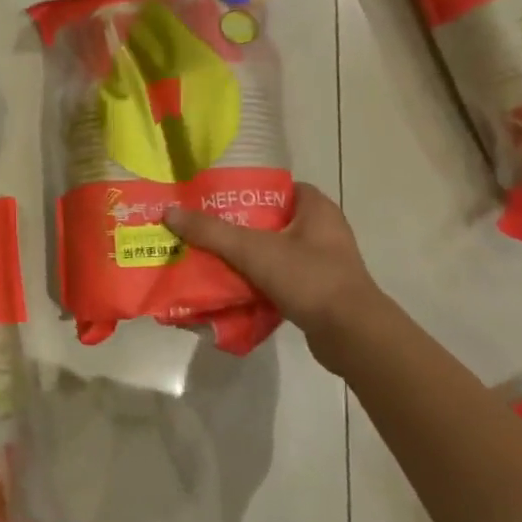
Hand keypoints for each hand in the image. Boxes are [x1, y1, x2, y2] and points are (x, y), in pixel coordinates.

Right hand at [166, 183, 382, 353]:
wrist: (352, 335)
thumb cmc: (308, 278)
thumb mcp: (253, 250)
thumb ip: (211, 232)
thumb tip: (169, 213)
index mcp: (316, 208)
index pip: (276, 187)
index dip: (245, 191)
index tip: (213, 199)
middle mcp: (323, 230)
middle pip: (270, 221)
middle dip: (237, 226)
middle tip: (203, 230)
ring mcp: (323, 262)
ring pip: (273, 251)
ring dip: (245, 256)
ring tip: (209, 258)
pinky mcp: (318, 291)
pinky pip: (280, 278)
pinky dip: (257, 281)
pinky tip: (231, 288)